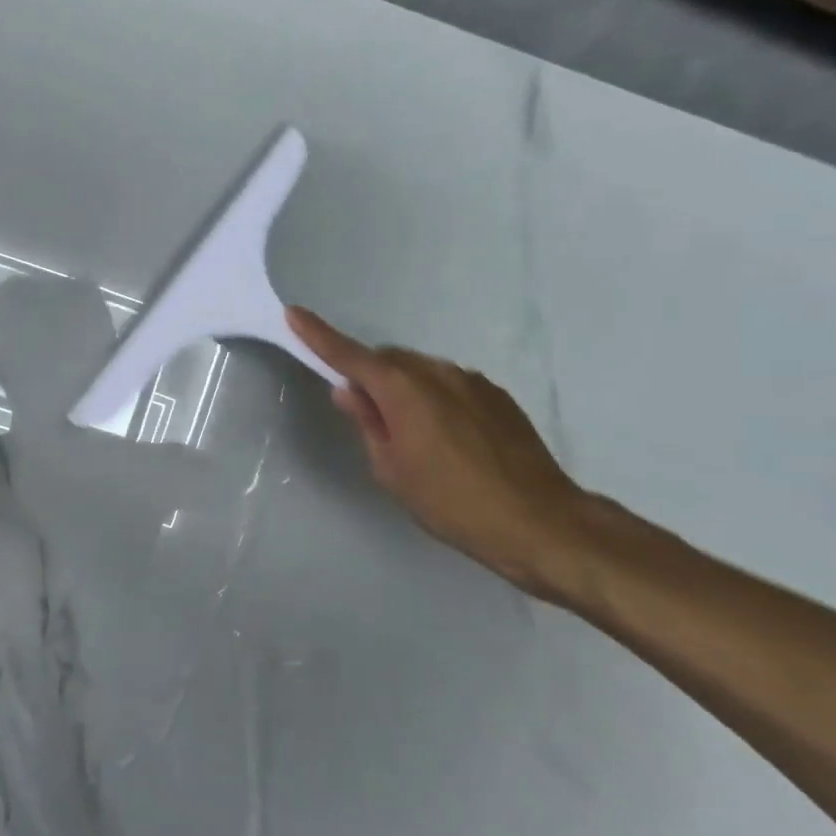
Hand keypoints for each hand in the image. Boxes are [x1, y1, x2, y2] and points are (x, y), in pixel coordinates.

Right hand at [288, 307, 590, 600]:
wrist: (540, 522)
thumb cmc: (451, 502)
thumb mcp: (392, 470)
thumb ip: (368, 422)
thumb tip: (349, 391)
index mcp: (403, 390)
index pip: (350, 355)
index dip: (319, 335)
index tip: (294, 313)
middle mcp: (437, 372)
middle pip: (388, 360)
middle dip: (370, 376)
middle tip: (368, 417)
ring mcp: (472, 381)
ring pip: (421, 371)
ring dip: (405, 389)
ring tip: (414, 437)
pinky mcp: (497, 396)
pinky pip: (450, 385)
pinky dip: (435, 399)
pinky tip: (449, 439)